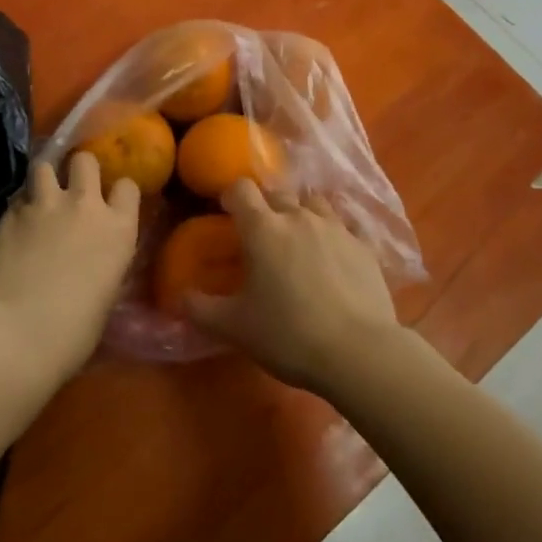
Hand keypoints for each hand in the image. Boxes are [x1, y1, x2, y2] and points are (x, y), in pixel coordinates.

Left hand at [0, 153, 139, 379]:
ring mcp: (44, 205)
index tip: (110, 202)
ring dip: (44, 178)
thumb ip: (103, 262)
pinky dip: (18, 206)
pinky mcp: (9, 214)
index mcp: (118, 229)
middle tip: (72, 188)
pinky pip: (17, 197)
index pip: (128, 186)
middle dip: (78, 169)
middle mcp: (84, 206)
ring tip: (39, 196)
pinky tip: (14, 225)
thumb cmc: (72, 333)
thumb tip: (92, 259)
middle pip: (85, 161)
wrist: (16, 334)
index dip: (118, 192)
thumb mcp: (105, 294)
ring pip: (44, 166)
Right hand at [186, 180, 403, 395]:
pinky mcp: (363, 245)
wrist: (359, 351)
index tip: (227, 212)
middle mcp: (298, 216)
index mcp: (263, 228)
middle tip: (260, 233)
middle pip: (277, 192)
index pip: (241, 189)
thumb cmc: (288, 335)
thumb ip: (200, 309)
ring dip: (301, 212)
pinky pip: (344, 227)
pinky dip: (333, 235)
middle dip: (265, 205)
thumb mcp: (235, 328)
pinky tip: (333, 258)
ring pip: (313, 203)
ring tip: (298, 239)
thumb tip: (178, 298)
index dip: (231, 196)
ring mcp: (335, 227)